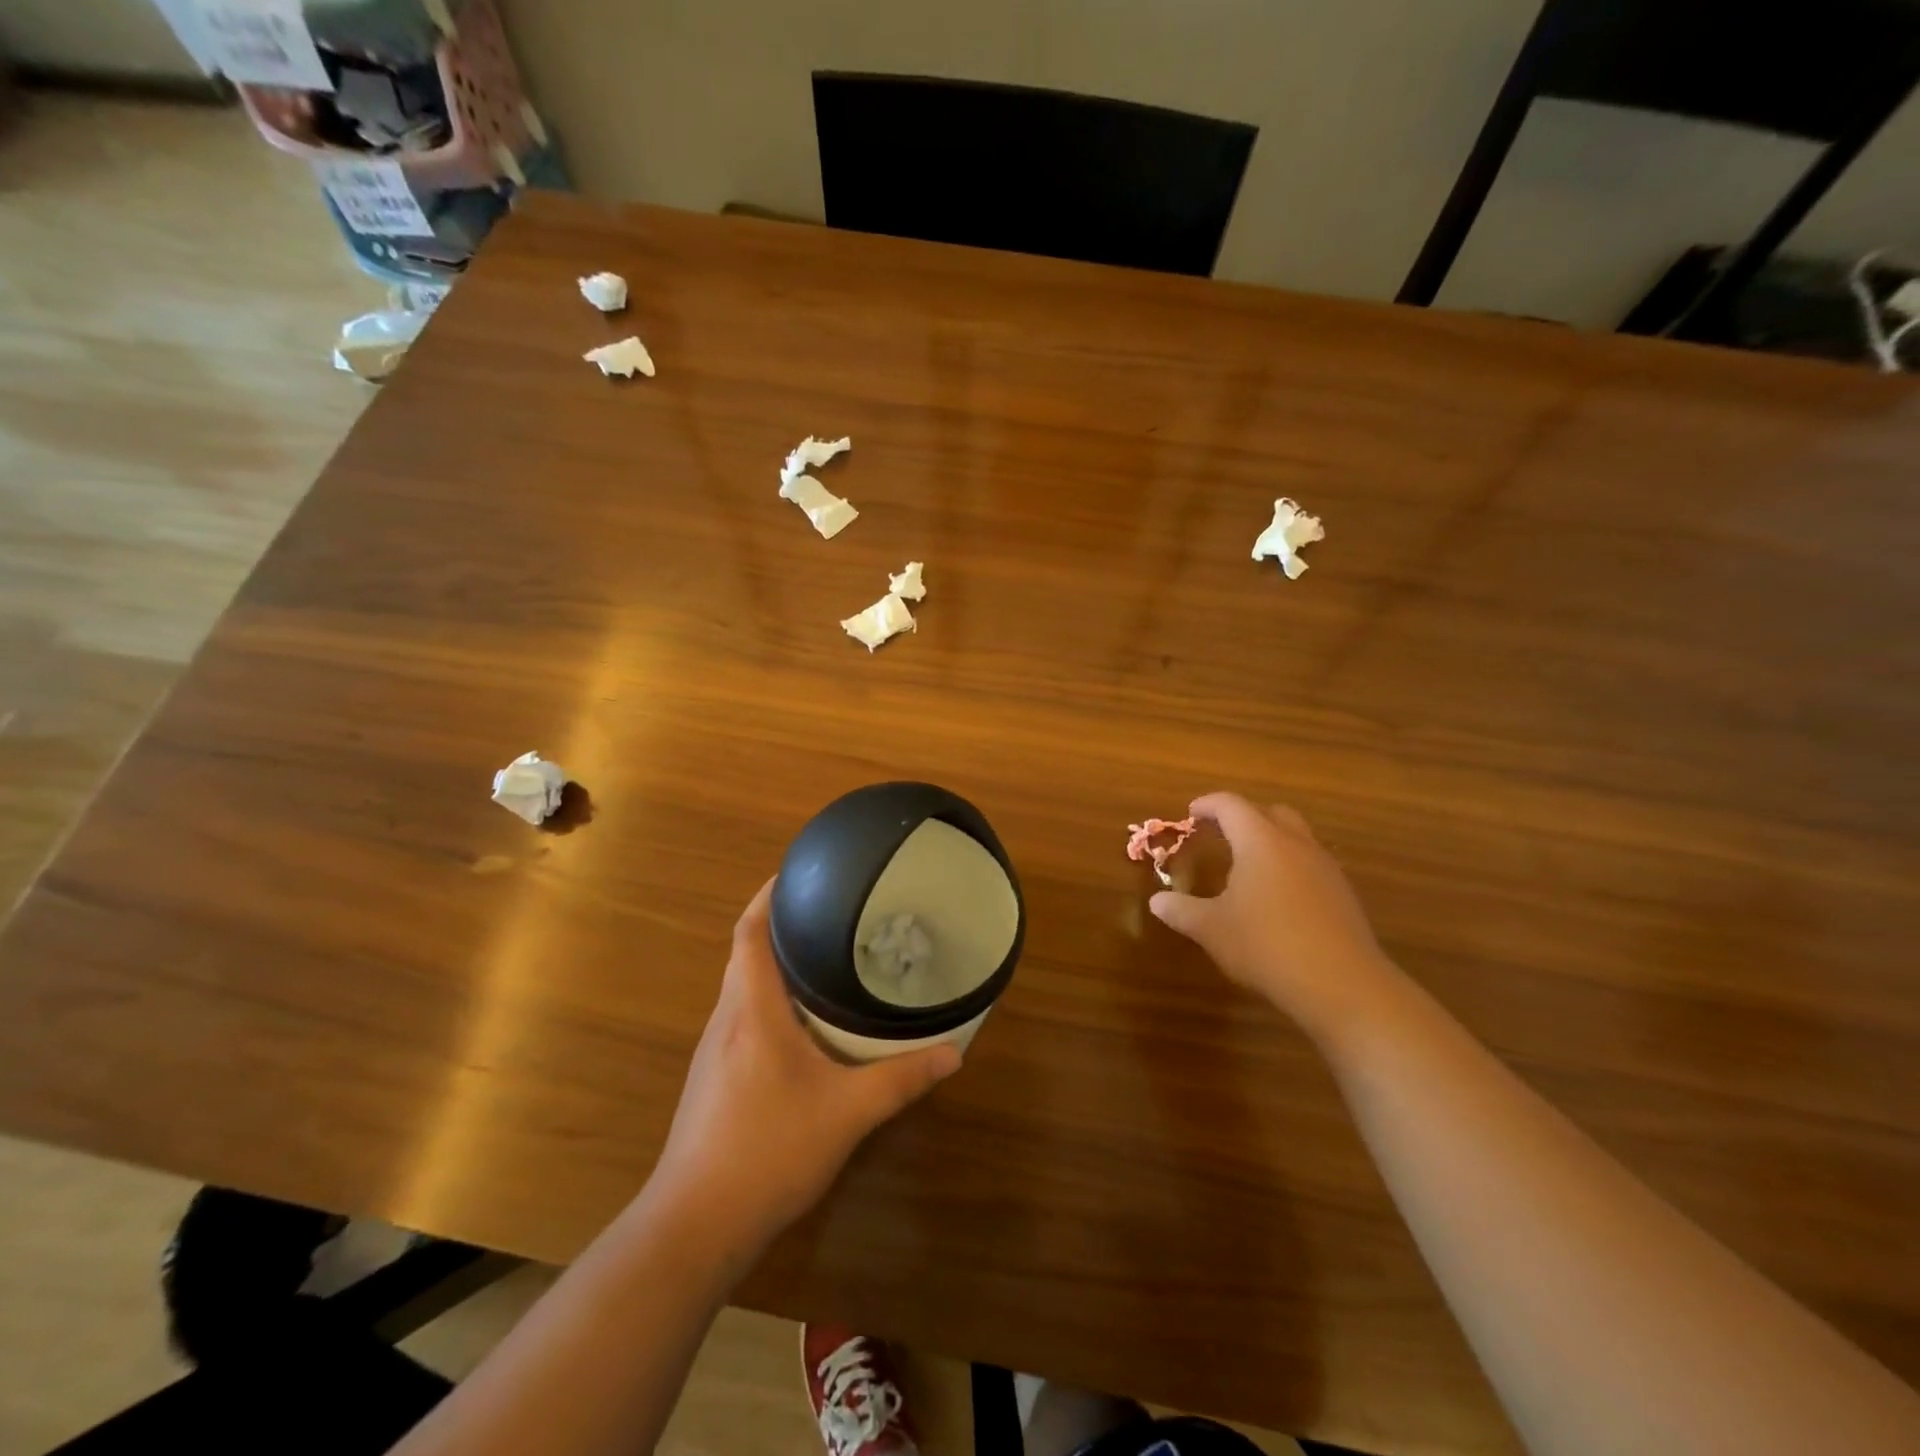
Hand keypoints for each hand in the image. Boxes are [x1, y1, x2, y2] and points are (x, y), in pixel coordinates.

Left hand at [652, 879, 961, 1251]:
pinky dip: (767, 1000)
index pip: (749, 932)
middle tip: (828, 911)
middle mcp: (726, 1019)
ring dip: (772, 964)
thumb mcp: (847, 1113)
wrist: (694, 1225)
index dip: (768, 895)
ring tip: (820, 956)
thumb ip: (901, 1080)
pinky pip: (741, 1017)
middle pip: (745, 953)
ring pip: (741, 987)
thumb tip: (953, 1054)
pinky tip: (800, 1024)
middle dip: (779, 924)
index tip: (798, 872)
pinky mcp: (711, 1079)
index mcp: (752, 1009)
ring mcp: (713, 1051)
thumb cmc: (768, 1150)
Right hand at [1149, 793, 1399, 1040]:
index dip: (1208, 805)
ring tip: (1249, 867)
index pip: (1231, 806)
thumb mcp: (1212, 929)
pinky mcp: (1343, 894)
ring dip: (1271, 841)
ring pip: (1297, 837)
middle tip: (1221, 834)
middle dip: (1244, 817)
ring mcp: (1325, 868)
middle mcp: (1296, 845)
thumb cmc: (1266, 946)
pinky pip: (1312, 864)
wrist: (1342, 985)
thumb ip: (1182, 911)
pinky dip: (1290, 867)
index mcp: (1260, 842)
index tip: (1191, 813)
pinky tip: (1278, 899)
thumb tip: (1157, 901)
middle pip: (1271, 812)